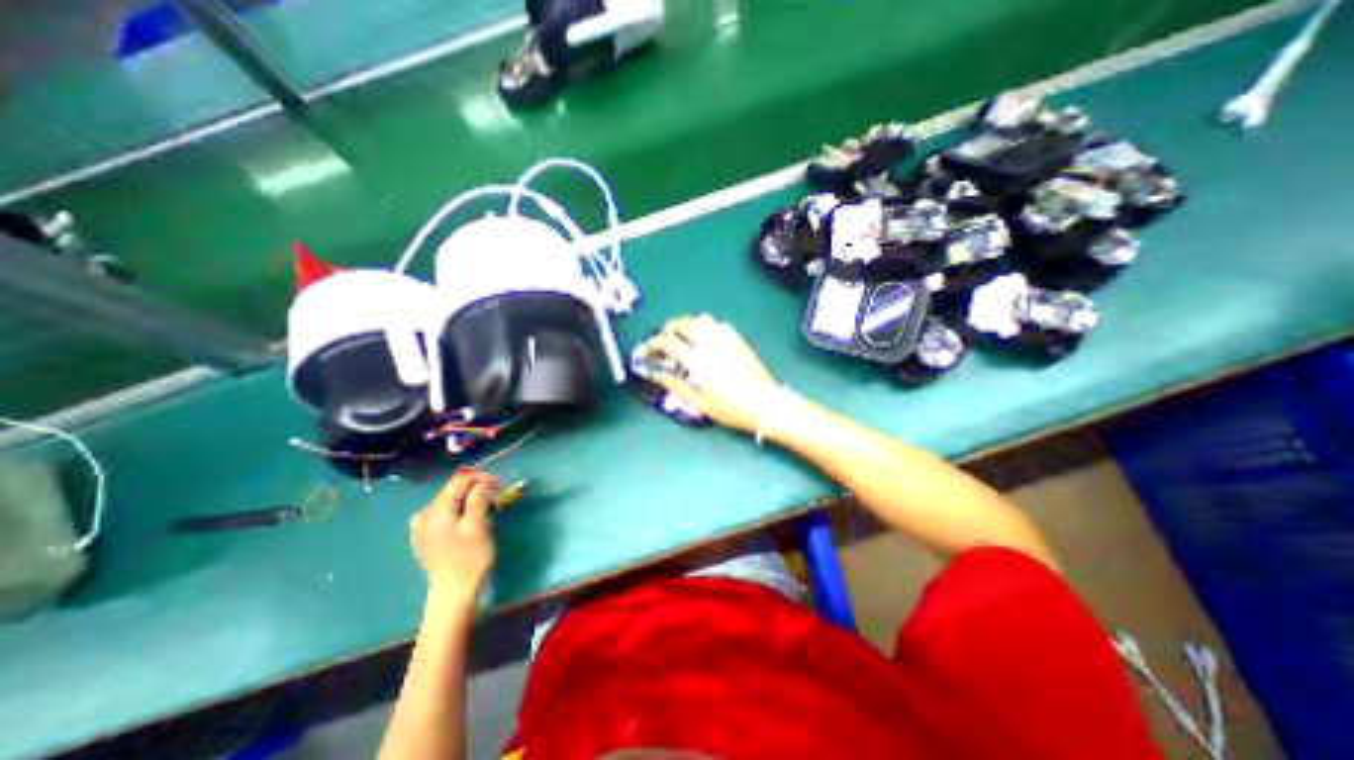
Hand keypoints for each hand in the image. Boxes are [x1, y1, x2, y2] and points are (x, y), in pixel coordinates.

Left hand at [412, 470, 500, 600]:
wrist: (452, 595)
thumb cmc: (468, 559)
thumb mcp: (477, 526)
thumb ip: (478, 499)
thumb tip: (483, 482)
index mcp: (436, 510)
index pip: (458, 481)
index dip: (480, 478)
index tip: (500, 483)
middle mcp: (425, 515)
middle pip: (453, 491)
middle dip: (476, 490)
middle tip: (497, 497)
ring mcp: (423, 528)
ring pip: (451, 503)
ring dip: (471, 501)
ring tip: (489, 508)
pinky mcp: (428, 538)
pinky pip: (446, 515)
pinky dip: (461, 512)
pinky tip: (471, 519)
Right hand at [642, 312, 782, 432]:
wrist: (765, 403)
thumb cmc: (730, 408)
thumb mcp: (698, 402)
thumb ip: (674, 385)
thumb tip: (654, 373)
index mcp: (698, 362)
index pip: (669, 342)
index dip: (654, 343)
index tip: (648, 348)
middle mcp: (710, 344)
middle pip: (682, 324)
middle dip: (667, 329)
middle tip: (662, 341)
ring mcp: (725, 338)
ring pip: (699, 319)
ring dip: (685, 324)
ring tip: (681, 337)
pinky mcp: (737, 338)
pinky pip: (715, 323)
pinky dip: (702, 325)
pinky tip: (702, 337)